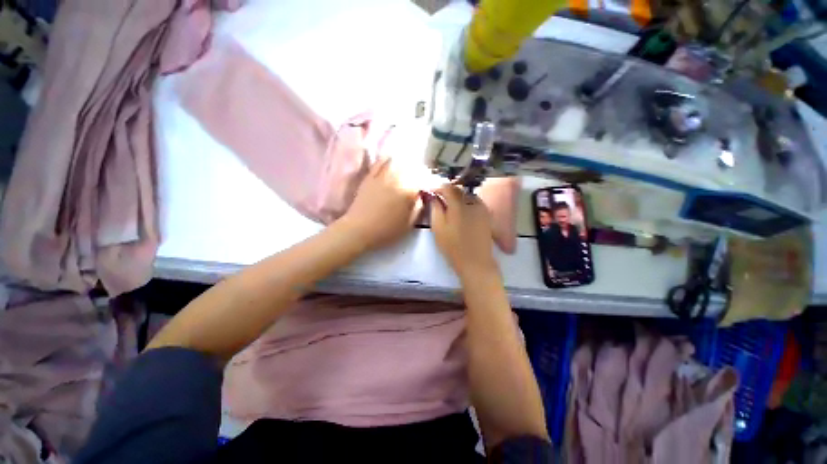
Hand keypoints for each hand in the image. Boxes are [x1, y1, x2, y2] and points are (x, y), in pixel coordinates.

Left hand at [340, 157, 421, 250]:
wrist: (359, 230)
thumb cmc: (386, 231)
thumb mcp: (408, 225)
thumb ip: (418, 209)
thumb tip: (421, 196)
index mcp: (407, 192)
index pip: (422, 180)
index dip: (427, 180)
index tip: (429, 184)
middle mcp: (396, 180)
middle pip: (411, 169)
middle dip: (417, 171)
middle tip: (420, 176)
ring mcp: (381, 177)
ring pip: (396, 164)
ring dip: (405, 163)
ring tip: (408, 166)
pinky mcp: (369, 178)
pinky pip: (379, 163)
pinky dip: (386, 159)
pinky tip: (390, 158)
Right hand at [430, 185, 497, 279]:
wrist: (475, 262)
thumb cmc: (453, 247)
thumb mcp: (438, 228)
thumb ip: (435, 209)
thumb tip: (433, 196)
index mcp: (458, 204)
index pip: (447, 187)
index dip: (438, 188)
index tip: (431, 193)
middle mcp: (472, 202)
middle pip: (458, 189)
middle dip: (448, 192)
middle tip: (439, 200)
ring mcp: (482, 208)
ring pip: (467, 195)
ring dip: (458, 197)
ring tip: (450, 207)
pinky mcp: (487, 215)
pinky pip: (475, 203)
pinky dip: (466, 203)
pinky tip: (462, 213)